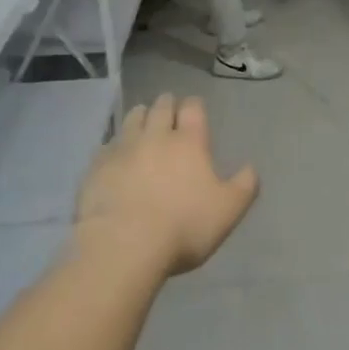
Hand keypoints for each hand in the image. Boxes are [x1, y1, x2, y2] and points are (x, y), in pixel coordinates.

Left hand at [75, 95, 258, 276]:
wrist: (124, 245)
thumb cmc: (183, 226)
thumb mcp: (228, 211)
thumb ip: (244, 186)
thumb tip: (251, 167)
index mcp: (189, 142)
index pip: (192, 108)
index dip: (194, 105)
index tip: (194, 107)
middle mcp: (155, 136)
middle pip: (160, 107)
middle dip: (166, 104)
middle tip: (168, 107)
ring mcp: (122, 149)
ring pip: (132, 119)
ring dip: (139, 116)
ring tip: (142, 119)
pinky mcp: (97, 167)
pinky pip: (106, 146)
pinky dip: (114, 145)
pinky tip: (114, 154)